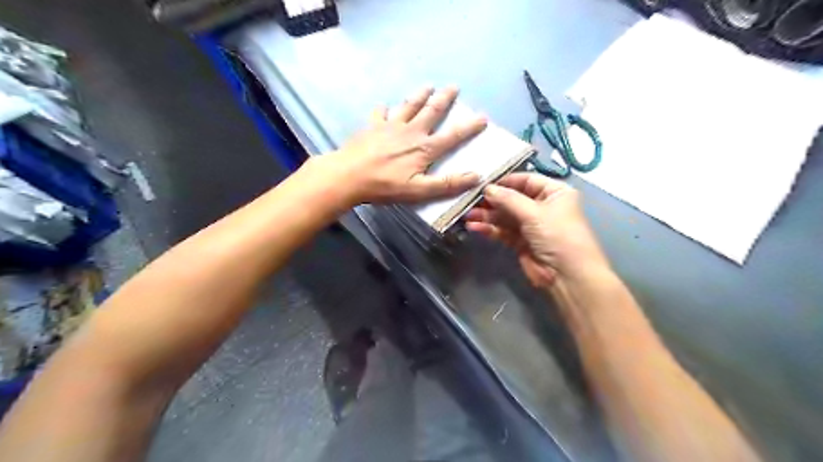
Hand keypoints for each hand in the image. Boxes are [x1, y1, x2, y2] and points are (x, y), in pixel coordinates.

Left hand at [312, 86, 483, 202]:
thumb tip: (476, 176)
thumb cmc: (385, 186)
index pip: (453, 136)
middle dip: (444, 99)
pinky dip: (383, 109)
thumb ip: (447, 184)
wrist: (348, 176)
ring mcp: (390, 126)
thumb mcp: (419, 191)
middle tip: (454, 87)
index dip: (469, 127)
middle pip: (431, 112)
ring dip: (420, 95)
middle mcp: (410, 132)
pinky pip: (380, 114)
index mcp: (424, 148)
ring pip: (409, 106)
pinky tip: (383, 106)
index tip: (483, 117)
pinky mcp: (372, 127)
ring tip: (428, 86)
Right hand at [465, 173, 606, 288]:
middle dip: (492, 200)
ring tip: (468, 215)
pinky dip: (490, 229)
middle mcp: (542, 206)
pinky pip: (503, 231)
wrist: (567, 276)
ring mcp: (531, 225)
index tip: (483, 183)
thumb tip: (487, 188)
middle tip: (470, 201)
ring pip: (505, 216)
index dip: (505, 182)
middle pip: (512, 199)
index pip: (526, 180)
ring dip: (487, 215)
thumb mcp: (535, 213)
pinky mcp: (521, 242)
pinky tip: (475, 227)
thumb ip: (508, 199)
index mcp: (554, 192)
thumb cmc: (557, 236)